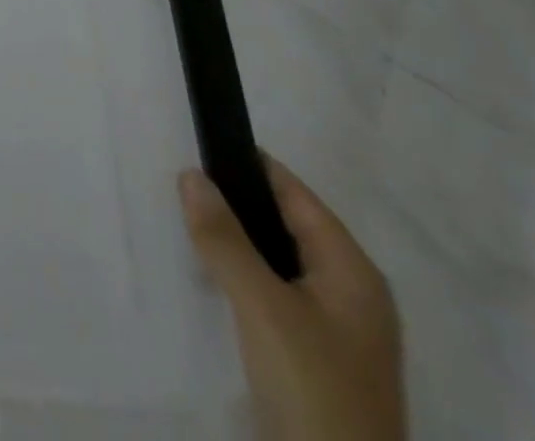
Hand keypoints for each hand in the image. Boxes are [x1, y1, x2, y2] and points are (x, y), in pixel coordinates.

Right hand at [181, 158, 403, 440]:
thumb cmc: (313, 389)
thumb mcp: (263, 307)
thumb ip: (224, 238)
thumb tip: (190, 174)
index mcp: (353, 272)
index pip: (296, 195)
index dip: (249, 166)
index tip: (198, 145)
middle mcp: (350, 294)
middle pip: (285, 226)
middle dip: (235, 204)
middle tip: (180, 185)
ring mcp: (334, 330)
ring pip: (274, 262)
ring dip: (234, 242)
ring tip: (184, 222)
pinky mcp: (313, 359)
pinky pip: (270, 295)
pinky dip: (240, 278)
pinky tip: (208, 276)